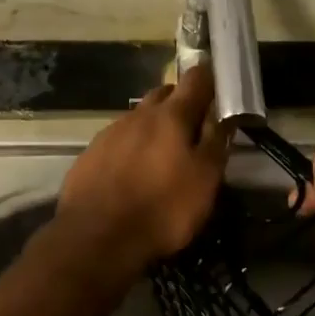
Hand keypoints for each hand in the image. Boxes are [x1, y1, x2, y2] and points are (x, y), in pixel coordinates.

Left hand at [55, 65, 230, 279]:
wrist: (95, 237)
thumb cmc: (161, 208)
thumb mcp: (204, 181)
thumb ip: (215, 143)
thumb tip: (223, 114)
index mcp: (172, 116)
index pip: (195, 78)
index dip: (209, 78)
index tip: (219, 88)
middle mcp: (140, 114)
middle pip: (165, 93)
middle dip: (181, 102)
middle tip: (194, 126)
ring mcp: (112, 131)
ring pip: (140, 116)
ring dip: (155, 125)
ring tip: (164, 153)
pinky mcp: (92, 152)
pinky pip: (119, 138)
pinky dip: (132, 146)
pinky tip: (134, 171)